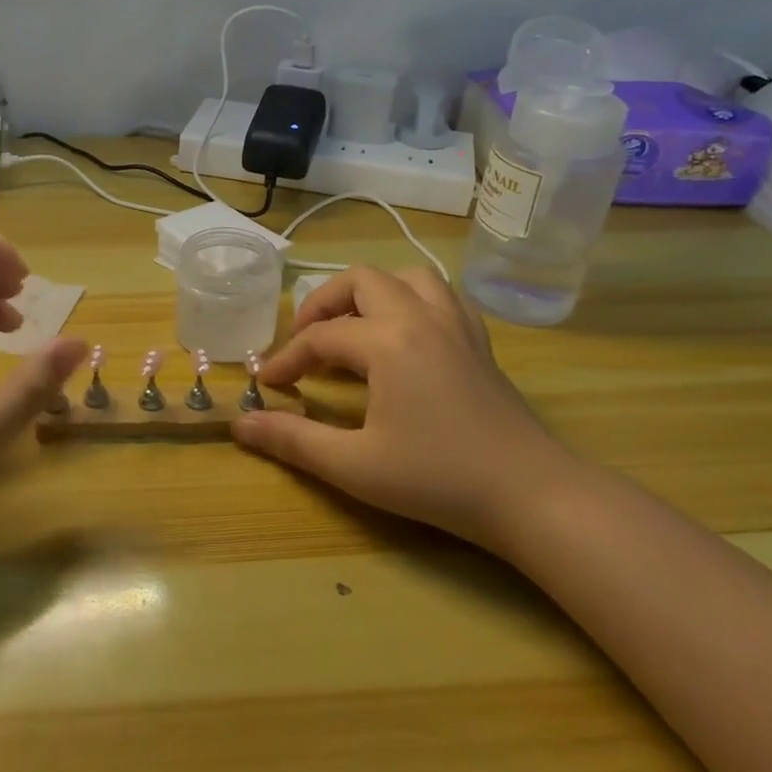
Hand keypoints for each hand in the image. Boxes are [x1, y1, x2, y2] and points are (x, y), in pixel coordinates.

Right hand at [231, 266, 581, 554]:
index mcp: (388, 341)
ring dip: (371, 292)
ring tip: (353, 328)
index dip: (286, 359)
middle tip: (305, 341)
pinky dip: (413, 300)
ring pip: (407, 276)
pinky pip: (441, 296)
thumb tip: (240, 424)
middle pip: (360, 280)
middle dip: (323, 304)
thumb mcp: (355, 465)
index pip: (320, 337)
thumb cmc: (439, 479)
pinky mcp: (479, 341)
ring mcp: (456, 324)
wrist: (531, 494)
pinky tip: (404, 334)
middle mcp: (421, 316)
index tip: (266, 384)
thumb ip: (293, 440)